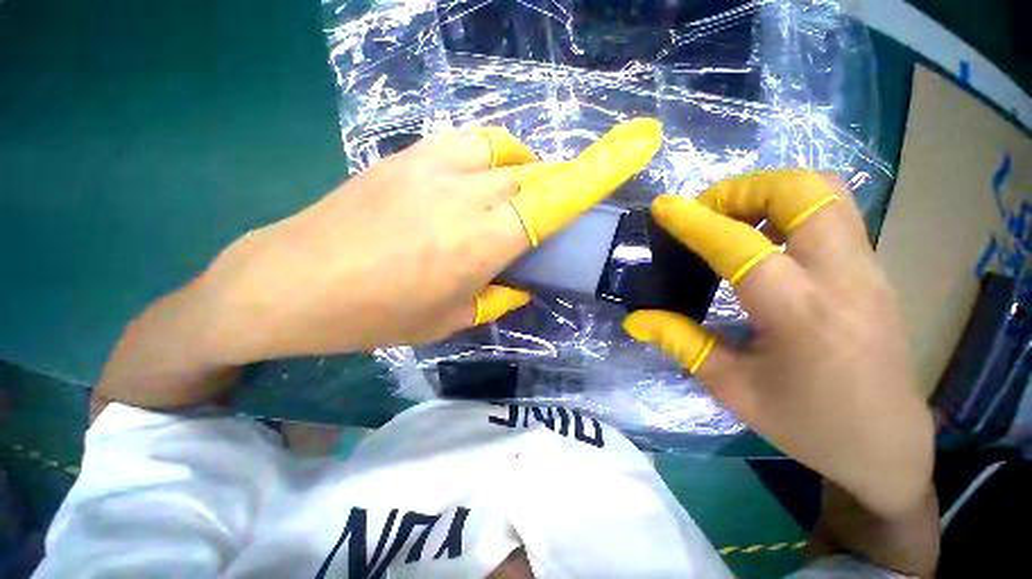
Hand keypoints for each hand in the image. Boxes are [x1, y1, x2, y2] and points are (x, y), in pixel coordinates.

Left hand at [199, 119, 661, 363]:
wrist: (291, 282)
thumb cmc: (375, 315)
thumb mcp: (449, 320)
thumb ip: (495, 297)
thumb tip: (519, 283)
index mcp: (484, 242)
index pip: (558, 197)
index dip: (605, 166)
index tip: (643, 139)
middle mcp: (468, 193)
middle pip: (537, 175)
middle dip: (558, 188)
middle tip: (554, 213)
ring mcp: (433, 165)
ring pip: (506, 153)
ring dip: (524, 172)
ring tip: (515, 200)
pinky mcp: (406, 155)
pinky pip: (470, 145)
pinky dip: (490, 160)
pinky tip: (477, 184)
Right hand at [623, 171, 934, 518]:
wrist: (886, 445)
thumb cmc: (807, 423)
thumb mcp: (731, 387)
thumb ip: (680, 342)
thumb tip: (635, 319)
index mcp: (801, 312)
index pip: (740, 245)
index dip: (695, 222)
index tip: (663, 208)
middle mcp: (842, 276)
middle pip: (802, 191)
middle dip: (742, 189)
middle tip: (706, 213)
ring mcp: (867, 268)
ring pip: (824, 192)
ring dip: (768, 193)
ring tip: (731, 219)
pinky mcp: (873, 270)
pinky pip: (832, 212)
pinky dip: (789, 209)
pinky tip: (763, 240)